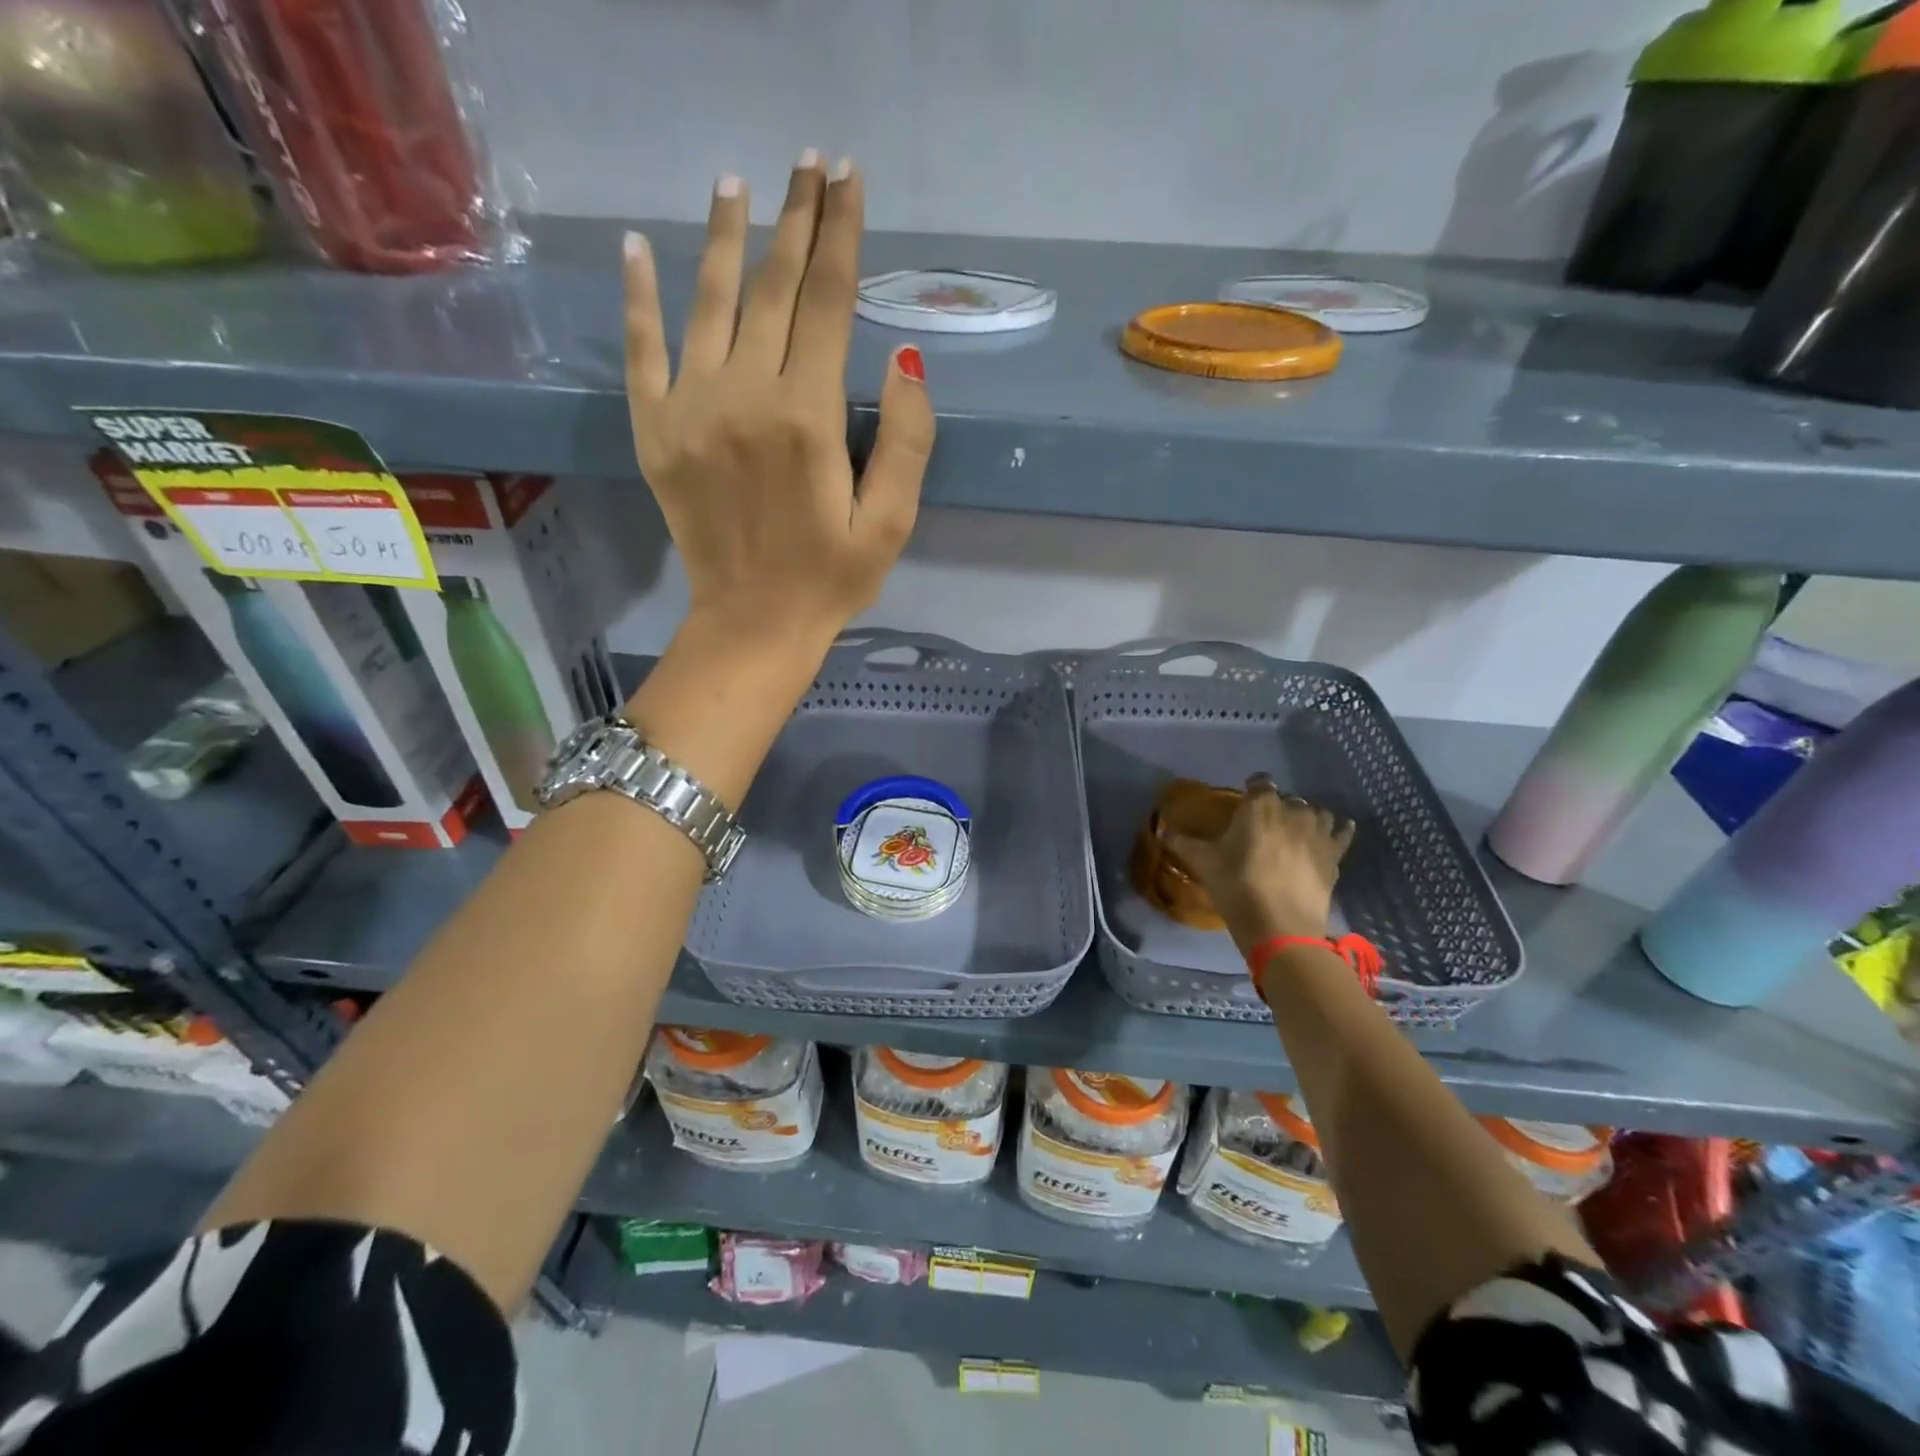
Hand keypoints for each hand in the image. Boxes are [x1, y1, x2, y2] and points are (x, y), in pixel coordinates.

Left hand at [621, 154, 934, 655]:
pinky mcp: (654, 431)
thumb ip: (907, 441)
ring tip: (734, 183)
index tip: (848, 179)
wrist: (752, 625)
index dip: (841, 235)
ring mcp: (690, 409)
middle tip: (807, 162)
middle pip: (771, 287)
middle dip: (794, 219)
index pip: (827, 302)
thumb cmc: (830, 579)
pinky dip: (638, 297)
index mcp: (808, 416)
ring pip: (708, 302)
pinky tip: (638, 249)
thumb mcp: (890, 523)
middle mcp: (745, 395)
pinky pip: (641, 349)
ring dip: (723, 237)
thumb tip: (904, 356)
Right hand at [1164, 775, 1356, 945]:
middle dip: (1277, 807)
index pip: (1259, 782)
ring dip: (1306, 817)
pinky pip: (1342, 832)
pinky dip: (1338, 830)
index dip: (1252, 789)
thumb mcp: (1204, 864)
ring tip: (1294, 832)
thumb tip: (1163, 831)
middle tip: (1263, 826)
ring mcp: (1319, 832)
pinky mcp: (1335, 855)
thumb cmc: (1237, 887)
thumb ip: (1184, 843)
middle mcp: (1293, 811)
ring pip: (1317, 813)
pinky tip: (1335, 832)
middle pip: (1288, 799)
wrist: (1280, 927)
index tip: (1244, 800)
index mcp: (1261, 806)